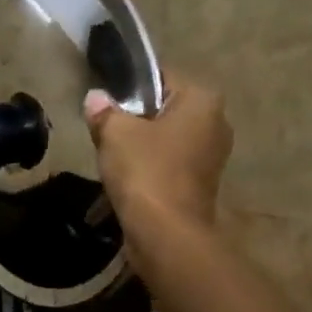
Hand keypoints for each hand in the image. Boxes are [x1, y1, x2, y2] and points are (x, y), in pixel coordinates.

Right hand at [84, 71, 232, 231]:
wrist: (166, 233)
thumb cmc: (145, 171)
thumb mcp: (115, 133)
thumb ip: (104, 111)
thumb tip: (95, 98)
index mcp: (203, 100)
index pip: (161, 77)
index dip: (129, 86)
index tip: (104, 101)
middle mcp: (216, 123)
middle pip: (165, 109)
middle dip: (136, 117)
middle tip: (104, 129)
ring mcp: (212, 157)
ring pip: (167, 138)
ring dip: (141, 145)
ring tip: (111, 155)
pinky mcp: (201, 185)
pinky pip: (170, 164)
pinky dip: (150, 167)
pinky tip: (126, 178)